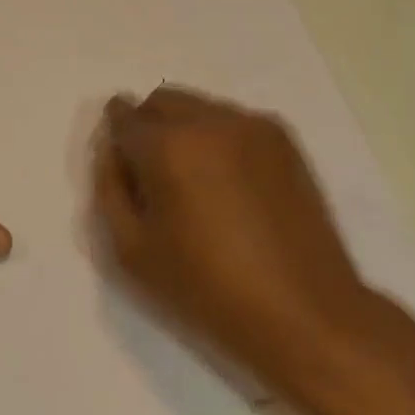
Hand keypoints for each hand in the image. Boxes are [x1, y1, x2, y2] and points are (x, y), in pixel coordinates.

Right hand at [91, 86, 382, 389]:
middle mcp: (209, 121)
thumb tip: (111, 149)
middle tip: (153, 175)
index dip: (115, 136)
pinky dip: (218, 138)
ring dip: (184, 130)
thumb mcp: (132, 250)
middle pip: (162, 101)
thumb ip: (109, 188)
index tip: (120, 162)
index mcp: (167, 146)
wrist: (305, 313)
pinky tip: (230, 184)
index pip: (123, 118)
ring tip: (196, 183)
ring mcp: (252, 125)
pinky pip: (233, 121)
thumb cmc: (207, 290)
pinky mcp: (283, 138)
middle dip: (148, 126)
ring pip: (199, 108)